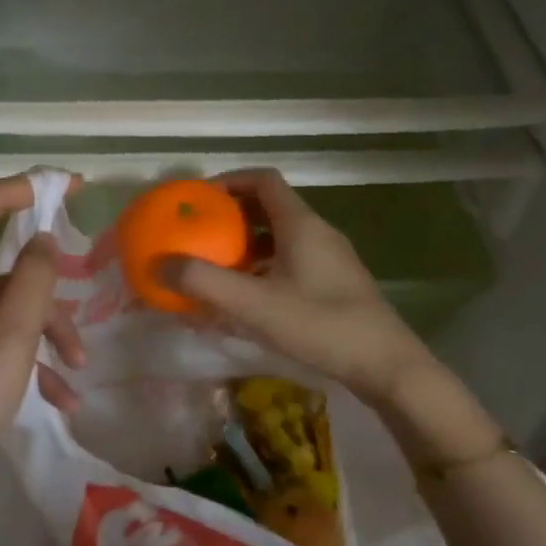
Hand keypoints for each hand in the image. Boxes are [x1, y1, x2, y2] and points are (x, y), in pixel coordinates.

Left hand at [0, 177, 78, 529]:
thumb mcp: (10, 344)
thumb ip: (34, 281)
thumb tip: (44, 240)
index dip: (25, 189)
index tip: (71, 185)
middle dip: (43, 294)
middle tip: (85, 311)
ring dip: (38, 332)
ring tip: (76, 371)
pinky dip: (16, 353)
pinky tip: (56, 394)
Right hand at [159, 169, 438, 404]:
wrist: (387, 366)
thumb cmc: (321, 326)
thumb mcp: (255, 305)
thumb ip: (205, 283)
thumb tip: (158, 264)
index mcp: (301, 224)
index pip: (263, 180)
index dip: (229, 180)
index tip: (199, 198)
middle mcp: (317, 232)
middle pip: (270, 207)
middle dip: (232, 215)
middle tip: (200, 233)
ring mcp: (330, 258)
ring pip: (281, 236)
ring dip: (247, 244)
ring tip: (217, 265)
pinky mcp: (335, 283)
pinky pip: (291, 260)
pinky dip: (264, 267)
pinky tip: (249, 297)